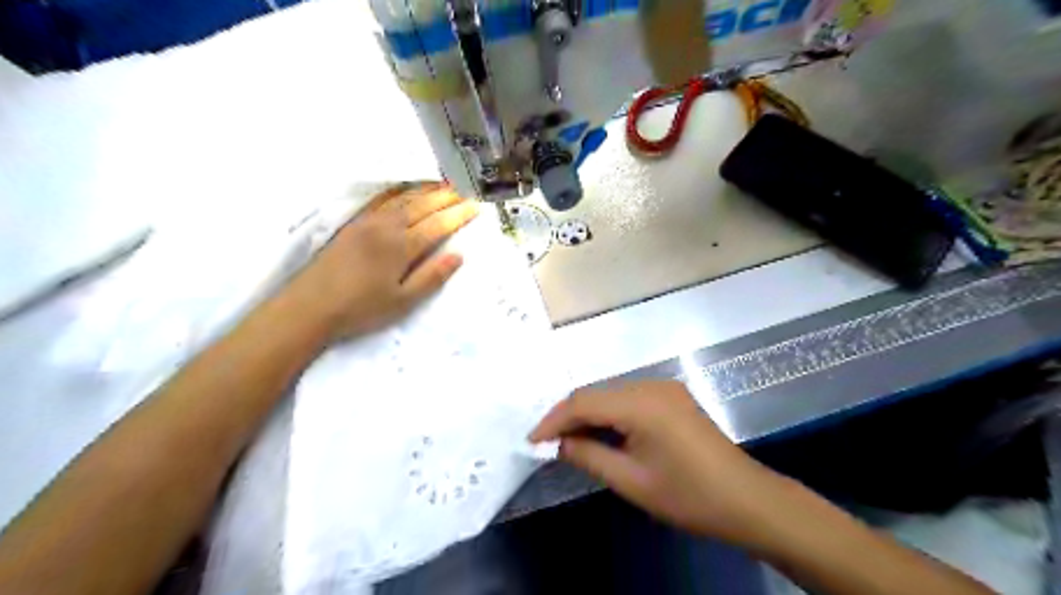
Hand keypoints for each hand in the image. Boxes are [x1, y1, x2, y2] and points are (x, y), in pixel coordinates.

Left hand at [284, 181, 479, 338]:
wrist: (309, 307)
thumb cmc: (361, 309)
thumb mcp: (403, 301)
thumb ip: (432, 277)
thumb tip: (458, 255)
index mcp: (402, 247)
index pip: (438, 225)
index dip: (458, 215)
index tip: (476, 206)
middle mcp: (386, 227)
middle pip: (421, 206)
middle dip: (445, 197)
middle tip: (464, 190)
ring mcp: (367, 223)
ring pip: (402, 199)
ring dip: (425, 190)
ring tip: (442, 185)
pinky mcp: (352, 224)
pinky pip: (381, 201)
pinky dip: (398, 192)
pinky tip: (403, 190)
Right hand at [536, 380, 781, 542]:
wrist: (747, 500)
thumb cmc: (688, 496)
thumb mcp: (631, 481)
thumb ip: (589, 455)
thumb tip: (558, 443)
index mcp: (641, 403)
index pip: (583, 402)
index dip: (554, 420)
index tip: (532, 441)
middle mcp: (651, 385)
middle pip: (597, 394)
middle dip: (569, 417)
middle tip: (547, 443)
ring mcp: (664, 389)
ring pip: (611, 394)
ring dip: (588, 415)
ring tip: (569, 440)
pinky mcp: (672, 397)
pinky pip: (630, 399)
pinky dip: (610, 414)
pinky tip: (601, 433)